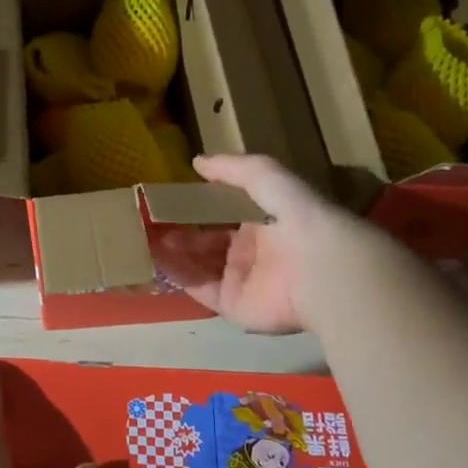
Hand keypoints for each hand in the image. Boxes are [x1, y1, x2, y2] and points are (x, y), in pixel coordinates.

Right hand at [155, 153, 363, 333]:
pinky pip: (200, 290)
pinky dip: (179, 276)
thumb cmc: (295, 216)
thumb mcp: (265, 176)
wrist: (322, 269)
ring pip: (198, 266)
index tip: (167, 200)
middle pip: (206, 242)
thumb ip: (231, 168)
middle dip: (179, 232)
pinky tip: (157, 260)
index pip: (221, 215)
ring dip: (173, 253)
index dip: (195, 208)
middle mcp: (251, 252)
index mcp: (261, 223)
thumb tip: (197, 162)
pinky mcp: (234, 306)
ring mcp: (242, 281)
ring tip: (145, 238)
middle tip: (149, 222)